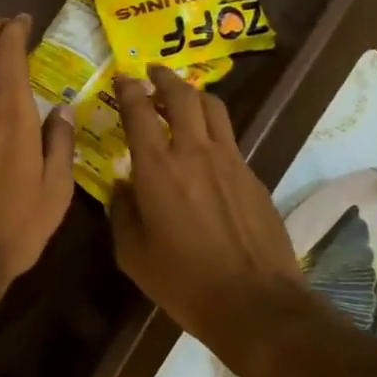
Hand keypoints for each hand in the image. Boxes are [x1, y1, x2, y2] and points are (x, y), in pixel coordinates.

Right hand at [110, 66, 302, 331]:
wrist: (254, 302)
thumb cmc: (183, 281)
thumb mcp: (133, 253)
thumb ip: (122, 212)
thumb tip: (121, 186)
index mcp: (157, 168)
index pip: (139, 111)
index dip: (128, 88)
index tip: (122, 77)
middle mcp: (194, 153)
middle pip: (182, 96)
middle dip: (164, 78)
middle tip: (153, 73)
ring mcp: (230, 161)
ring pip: (213, 109)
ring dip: (193, 95)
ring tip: (182, 98)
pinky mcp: (253, 177)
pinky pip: (230, 139)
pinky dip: (213, 129)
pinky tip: (206, 148)